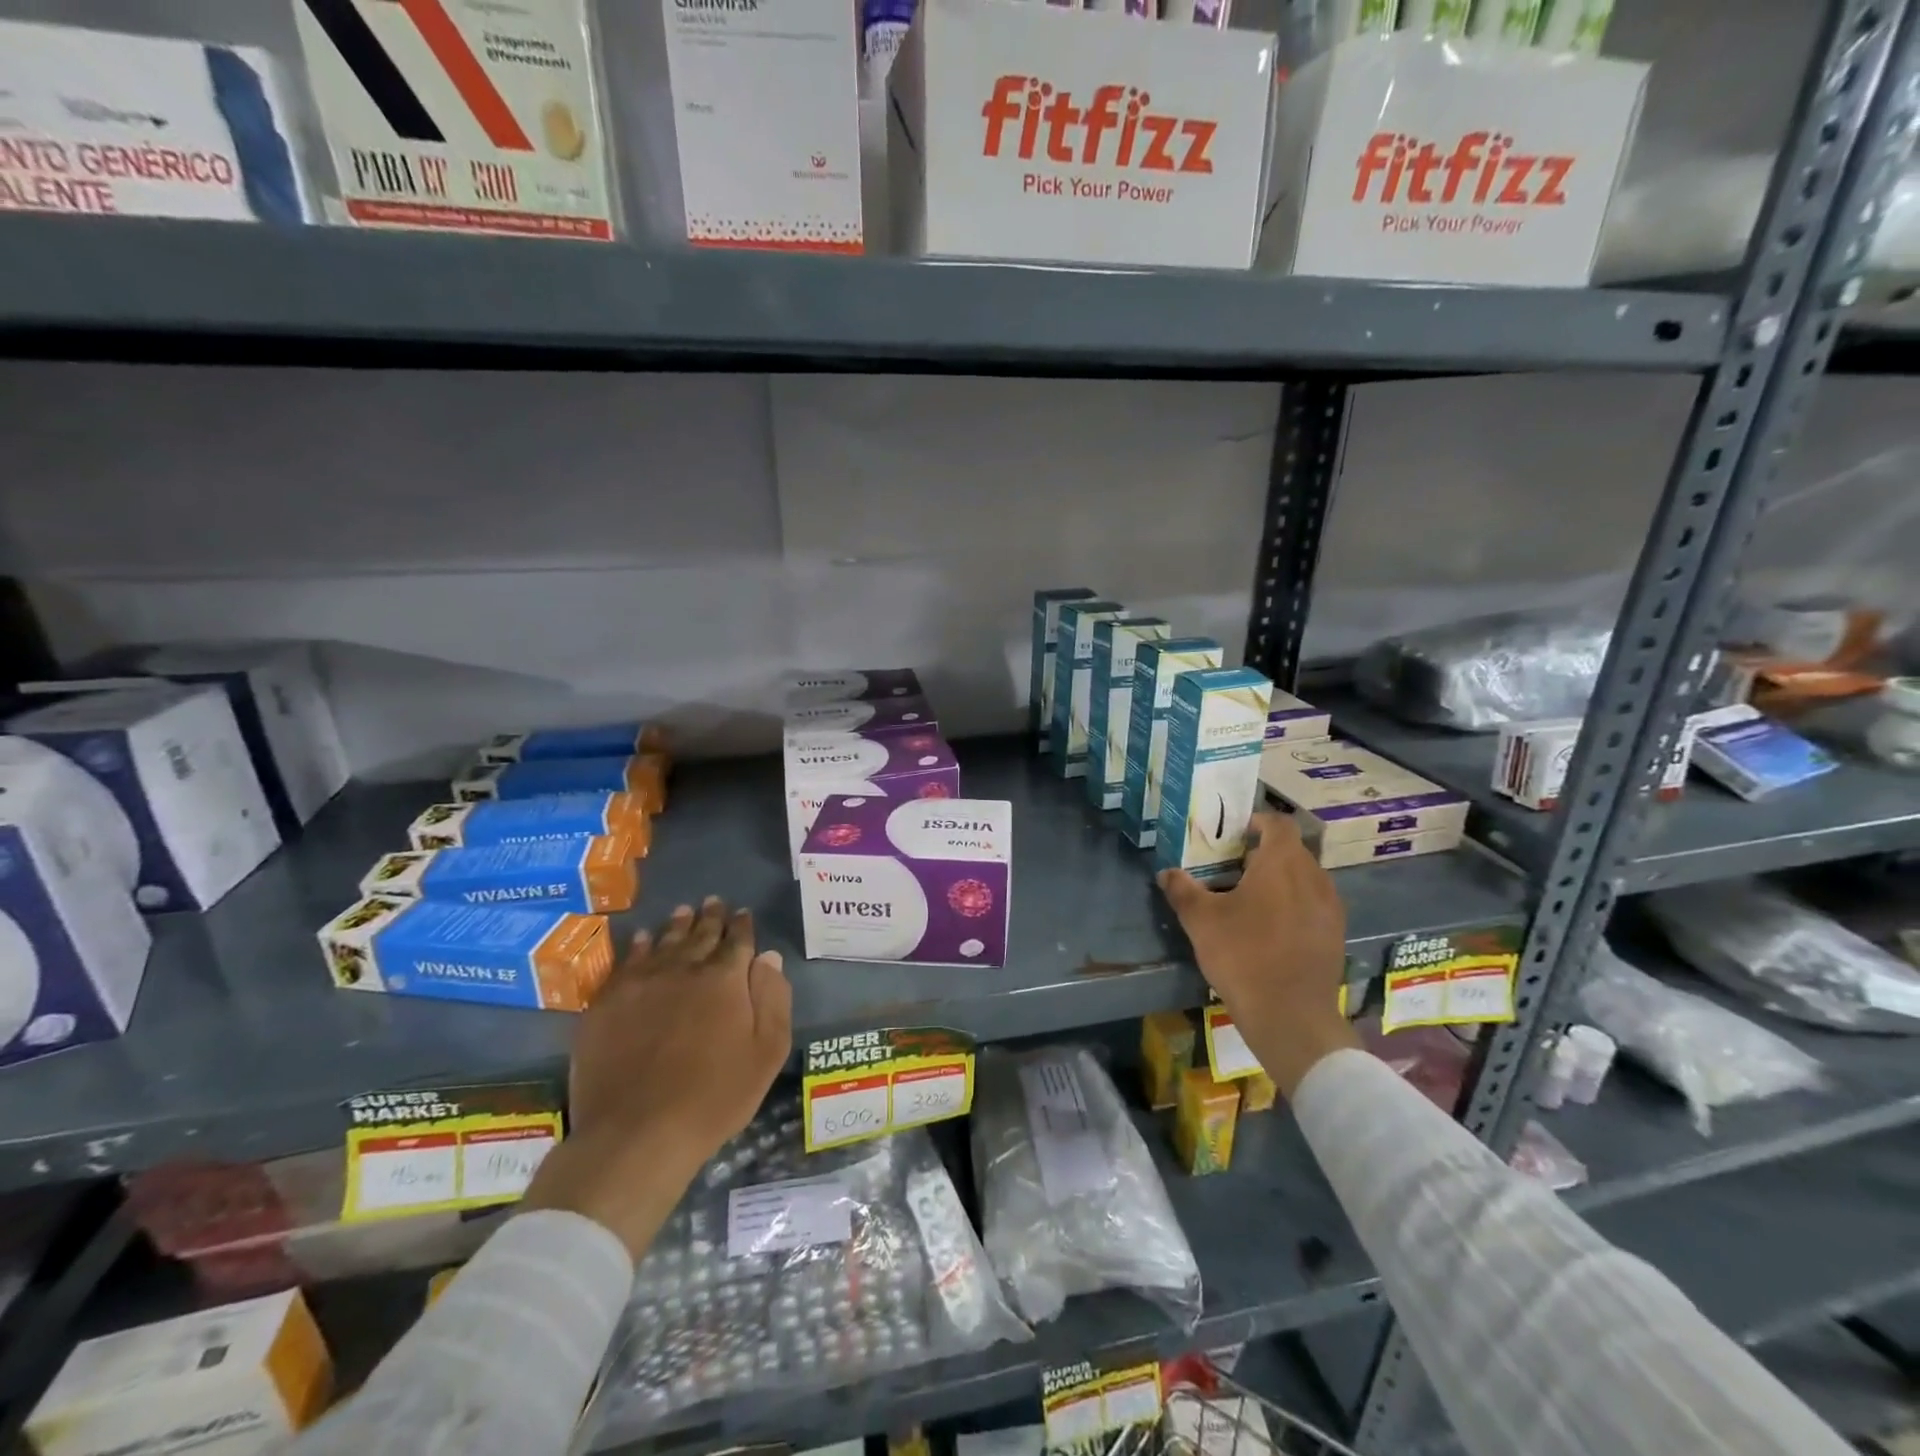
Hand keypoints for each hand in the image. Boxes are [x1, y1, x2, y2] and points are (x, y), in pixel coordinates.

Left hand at [523, 898, 792, 1255]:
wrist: (637, 1133)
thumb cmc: (714, 1097)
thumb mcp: (766, 1053)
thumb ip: (773, 999)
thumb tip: (768, 957)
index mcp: (725, 979)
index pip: (738, 941)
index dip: (742, 925)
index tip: (743, 913)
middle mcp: (684, 969)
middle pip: (700, 934)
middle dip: (711, 917)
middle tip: (714, 901)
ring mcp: (641, 983)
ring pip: (663, 942)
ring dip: (677, 925)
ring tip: (684, 911)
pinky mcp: (607, 1003)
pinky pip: (626, 962)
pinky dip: (637, 946)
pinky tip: (641, 939)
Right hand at [1158, 811, 1357, 1097]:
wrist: (1289, 1015)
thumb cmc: (1242, 955)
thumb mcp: (1201, 920)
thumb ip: (1182, 890)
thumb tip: (1166, 873)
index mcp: (1282, 864)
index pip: (1279, 824)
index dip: (1258, 821)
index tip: (1235, 832)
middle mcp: (1313, 877)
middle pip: (1292, 850)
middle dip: (1264, 853)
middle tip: (1232, 868)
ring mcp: (1330, 907)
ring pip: (1305, 877)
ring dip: (1280, 879)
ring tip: (1250, 899)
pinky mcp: (1335, 933)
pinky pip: (1314, 903)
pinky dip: (1294, 903)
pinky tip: (1270, 927)